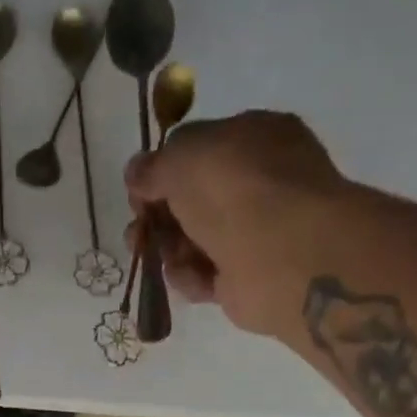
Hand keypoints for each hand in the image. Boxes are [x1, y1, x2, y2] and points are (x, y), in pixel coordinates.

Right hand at [125, 111, 350, 340]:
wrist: (281, 255)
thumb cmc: (234, 190)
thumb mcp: (183, 157)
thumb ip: (154, 165)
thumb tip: (135, 172)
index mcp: (252, 138)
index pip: (198, 149)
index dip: (163, 170)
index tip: (138, 191)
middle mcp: (257, 183)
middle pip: (191, 200)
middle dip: (157, 217)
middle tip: (138, 232)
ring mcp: (253, 232)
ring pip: (192, 240)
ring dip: (167, 250)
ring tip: (159, 256)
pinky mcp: (245, 278)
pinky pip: (203, 276)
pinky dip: (190, 277)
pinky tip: (191, 276)